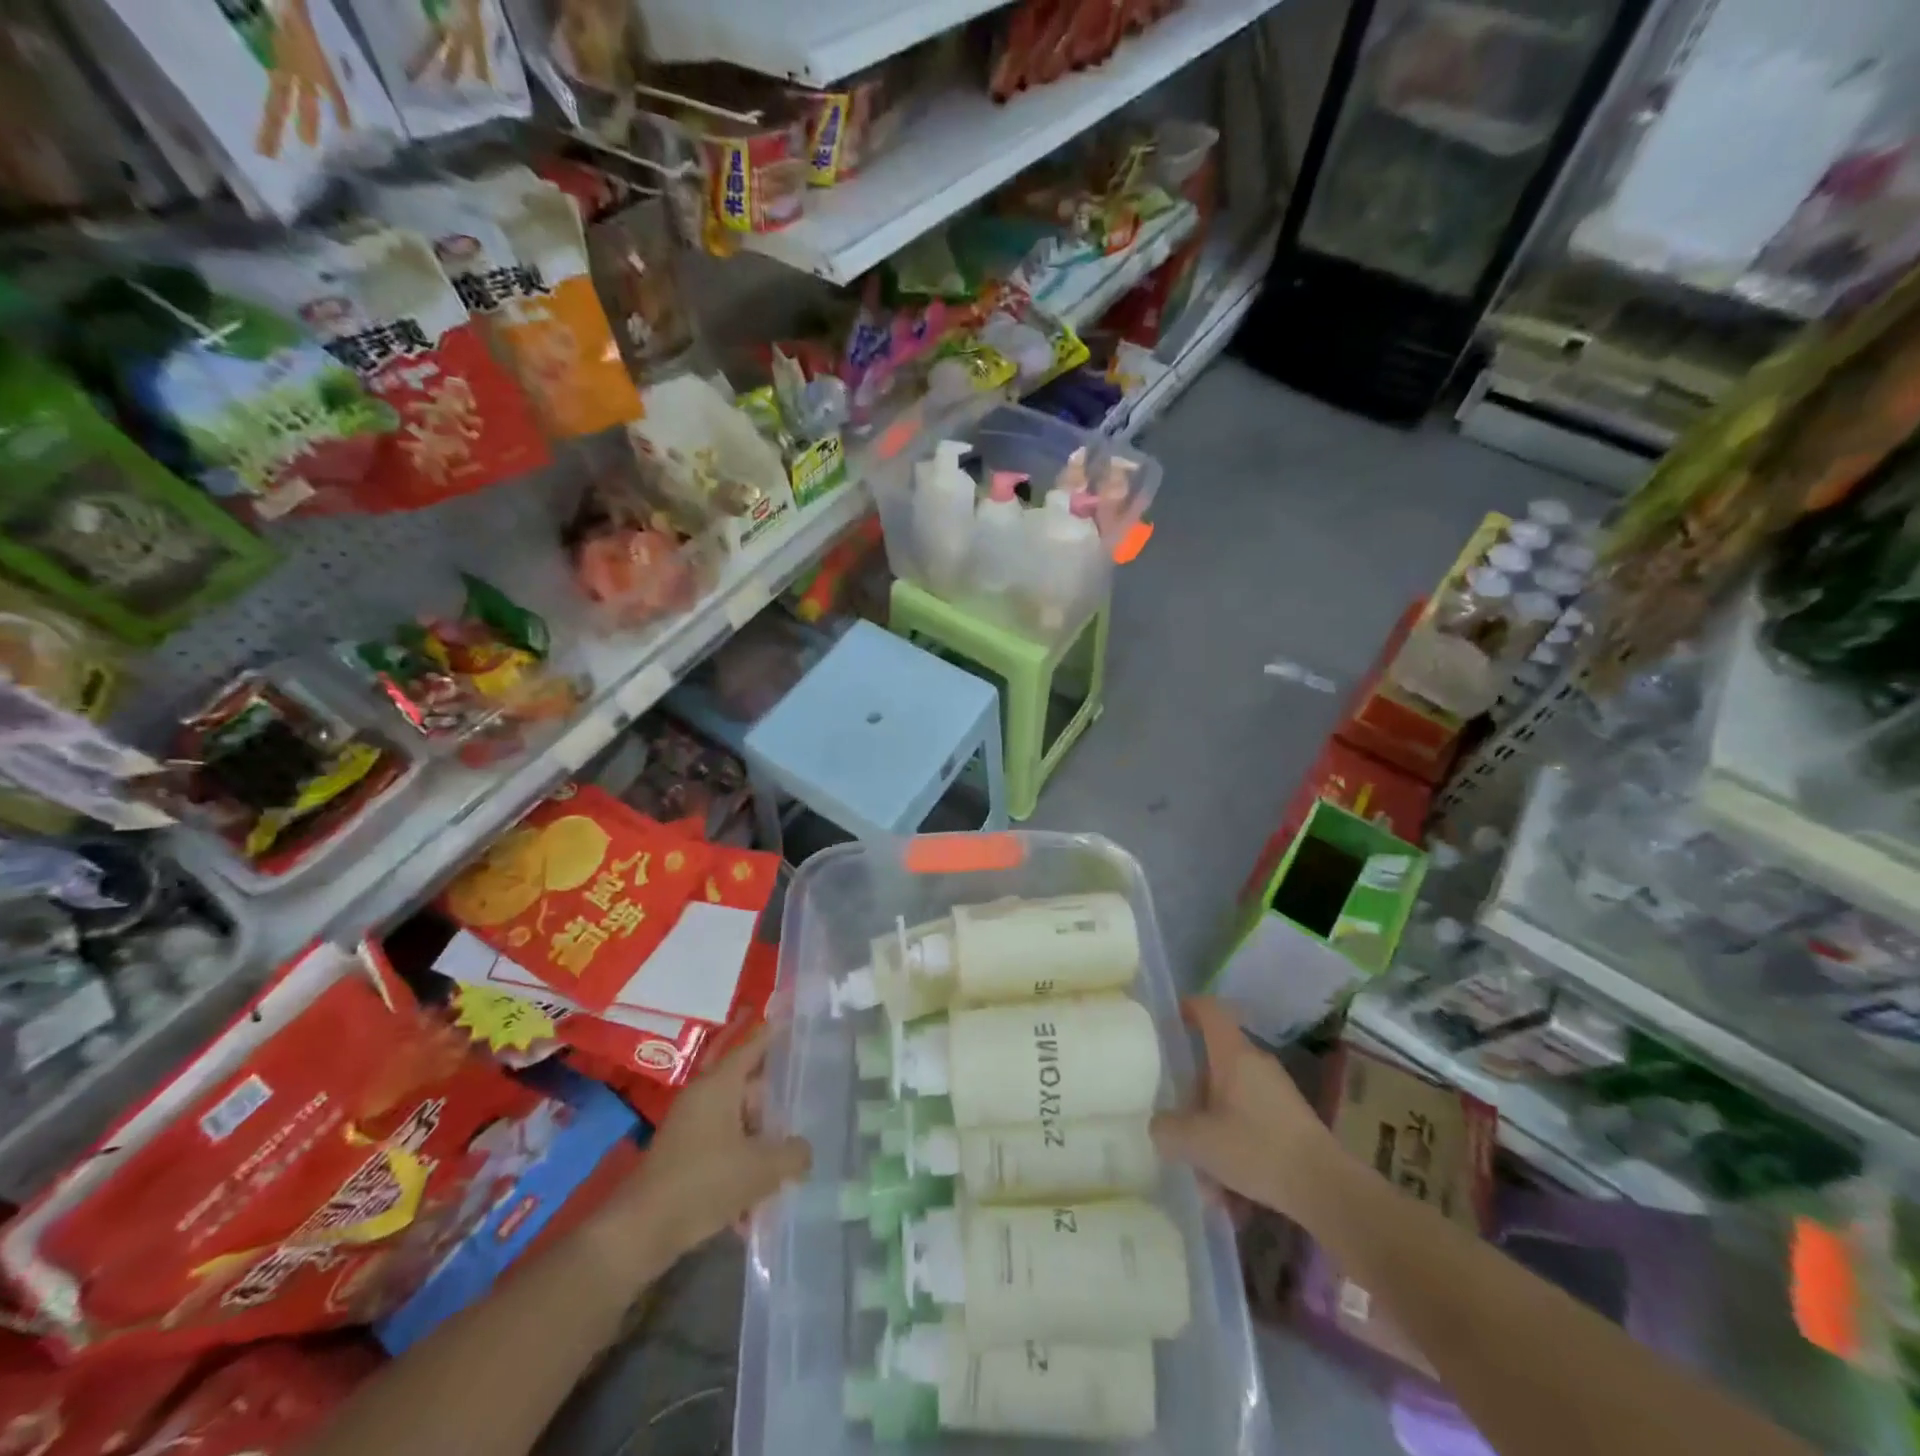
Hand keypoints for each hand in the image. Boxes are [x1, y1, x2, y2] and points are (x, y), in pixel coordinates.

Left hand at [594, 1020, 810, 1279]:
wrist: (640, 1232)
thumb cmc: (704, 1183)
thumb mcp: (762, 1169)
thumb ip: (793, 1154)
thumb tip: (804, 1150)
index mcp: (720, 1084)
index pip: (752, 1047)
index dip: (773, 1034)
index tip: (793, 1020)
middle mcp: (704, 1097)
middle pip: (748, 1088)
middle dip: (776, 1104)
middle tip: (807, 1108)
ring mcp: (691, 1127)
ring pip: (738, 1123)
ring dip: (761, 1143)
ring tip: (788, 1163)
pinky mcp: (683, 1157)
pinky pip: (723, 1150)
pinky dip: (741, 1167)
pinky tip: (756, 1204)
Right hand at [1152, 997, 1332, 1222]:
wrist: (1327, 1189)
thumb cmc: (1257, 1149)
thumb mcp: (1198, 1142)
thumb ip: (1168, 1130)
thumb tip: (1160, 1126)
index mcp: (1233, 1054)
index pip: (1208, 1010)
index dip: (1187, 1008)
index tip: (1170, 1021)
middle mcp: (1256, 1065)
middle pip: (1213, 1068)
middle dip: (1193, 1104)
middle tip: (1180, 1134)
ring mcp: (1277, 1093)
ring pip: (1230, 1105)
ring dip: (1214, 1139)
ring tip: (1209, 1186)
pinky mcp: (1291, 1123)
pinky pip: (1250, 1127)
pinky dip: (1236, 1153)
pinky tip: (1234, 1197)